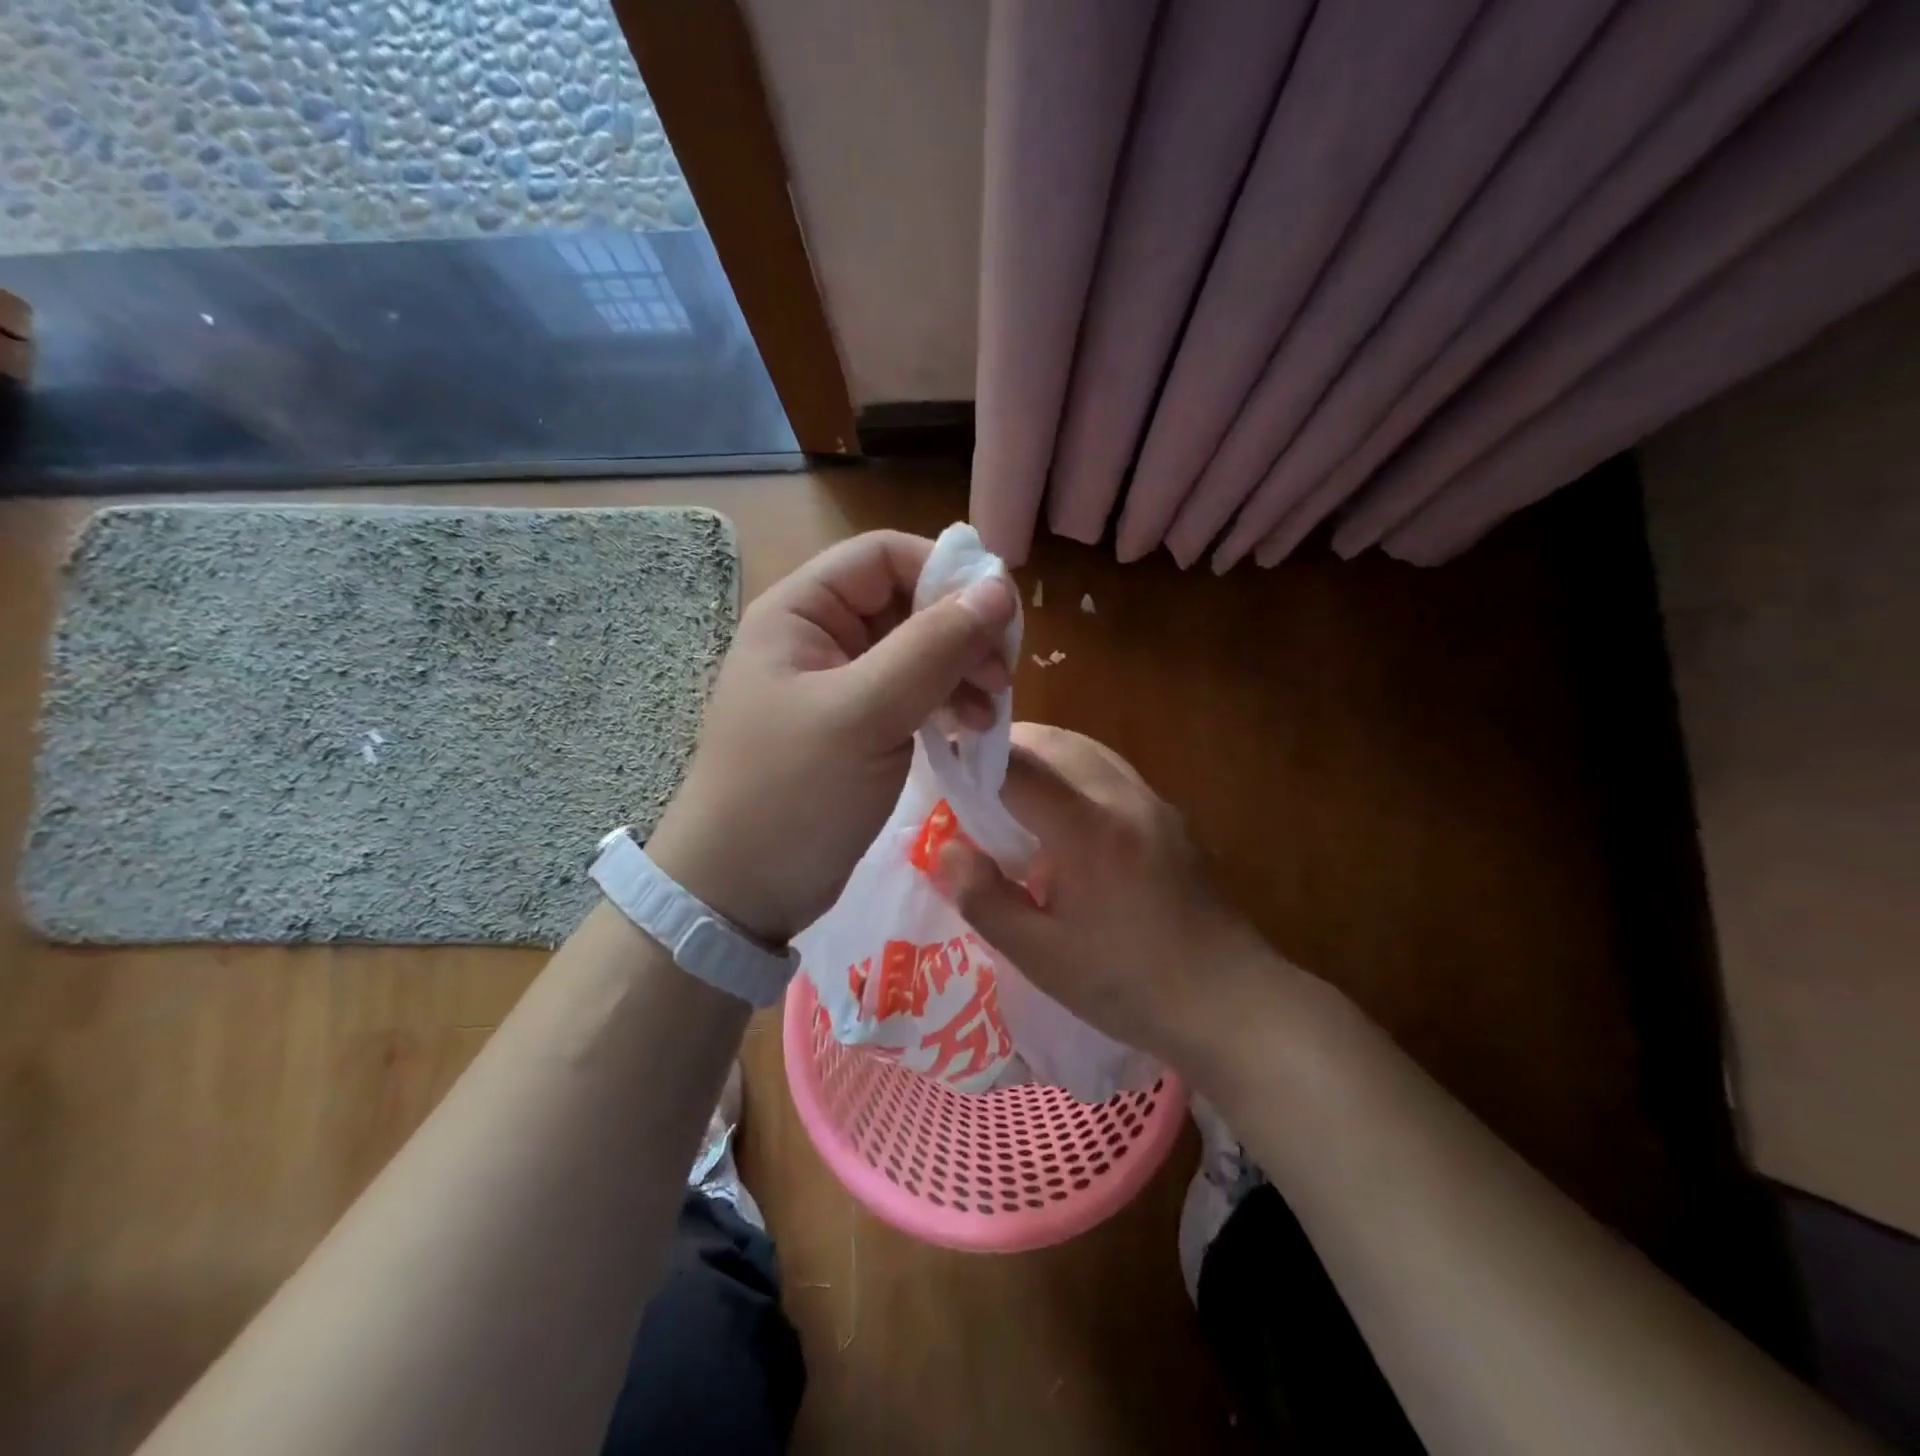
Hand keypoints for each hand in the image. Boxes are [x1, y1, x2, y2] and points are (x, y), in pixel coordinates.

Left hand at [646, 531, 1016, 943]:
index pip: (883, 556)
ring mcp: (839, 685)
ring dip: (960, 671)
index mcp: (801, 612)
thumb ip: (933, 647)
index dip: (944, 572)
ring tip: (990, 711)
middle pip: (906, 602)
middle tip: (1001, 676)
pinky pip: (912, 694)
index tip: (999, 616)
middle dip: (960, 631)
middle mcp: (819, 637)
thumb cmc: (792, 792)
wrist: (742, 892)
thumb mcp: (865, 714)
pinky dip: (945, 704)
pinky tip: (969, 729)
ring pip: (916, 651)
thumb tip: (1000, 589)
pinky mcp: (857, 727)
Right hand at [935, 723, 1280, 1066]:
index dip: (975, 761)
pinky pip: (1114, 773)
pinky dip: (1078, 773)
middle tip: (976, 778)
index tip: (945, 768)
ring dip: (1047, 755)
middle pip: (1058, 742)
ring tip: (1016, 790)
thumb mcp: (1041, 957)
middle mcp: (1124, 799)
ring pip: (1090, 751)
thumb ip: (985, 900)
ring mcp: (1156, 804)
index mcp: (1088, 830)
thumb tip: (945, 852)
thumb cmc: (1128, 985)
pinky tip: (1068, 818)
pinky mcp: (1173, 819)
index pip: (1019, 768)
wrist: (1230, 1002)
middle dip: (1011, 747)